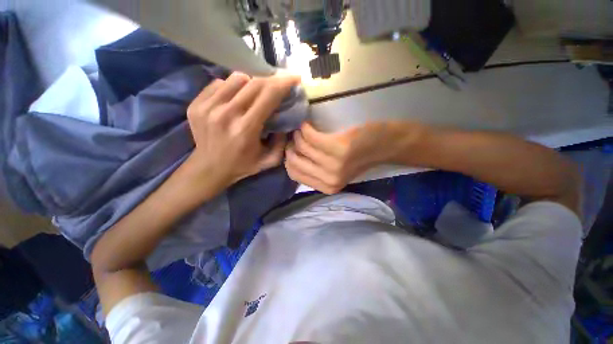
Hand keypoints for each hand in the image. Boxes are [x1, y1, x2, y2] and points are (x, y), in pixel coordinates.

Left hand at [186, 72, 300, 191]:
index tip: (294, 78)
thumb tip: (285, 120)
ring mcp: (208, 107)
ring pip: (236, 78)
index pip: (268, 96)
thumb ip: (282, 142)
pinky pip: (219, 83)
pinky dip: (232, 87)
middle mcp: (226, 114)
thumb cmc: (243, 165)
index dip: (283, 84)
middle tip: (278, 83)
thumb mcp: (269, 160)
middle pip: (254, 83)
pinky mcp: (196, 104)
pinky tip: (235, 99)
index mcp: (246, 129)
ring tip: (255, 93)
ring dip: (251, 82)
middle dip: (271, 80)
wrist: (209, 168)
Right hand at [285, 121, 424, 193]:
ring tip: (303, 129)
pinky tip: (308, 124)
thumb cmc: (360, 157)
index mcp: (327, 187)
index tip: (291, 148)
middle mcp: (329, 179)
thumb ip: (316, 171)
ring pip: (301, 147)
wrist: (385, 145)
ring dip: (298, 135)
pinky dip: (306, 128)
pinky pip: (311, 136)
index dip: (289, 159)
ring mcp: (334, 165)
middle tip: (295, 136)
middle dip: (291, 146)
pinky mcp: (339, 148)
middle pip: (294, 161)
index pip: (294, 174)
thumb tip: (292, 158)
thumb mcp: (336, 171)